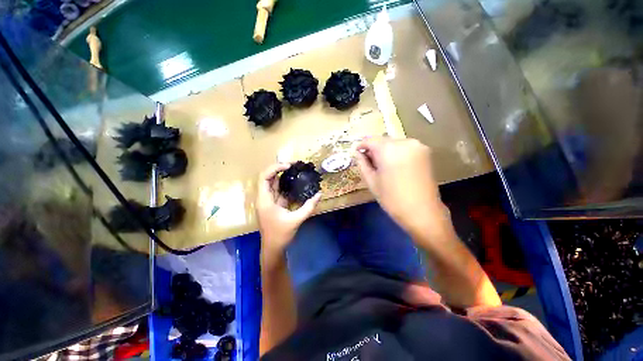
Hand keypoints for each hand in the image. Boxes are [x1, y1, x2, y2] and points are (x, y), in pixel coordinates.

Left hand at [256, 163, 321, 256]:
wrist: (273, 248)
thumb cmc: (281, 234)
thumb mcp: (296, 220)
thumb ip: (309, 207)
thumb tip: (320, 194)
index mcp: (265, 200)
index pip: (265, 177)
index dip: (275, 168)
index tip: (288, 166)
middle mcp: (264, 198)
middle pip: (268, 178)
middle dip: (279, 169)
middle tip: (294, 165)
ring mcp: (269, 201)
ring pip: (273, 184)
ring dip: (283, 176)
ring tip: (295, 170)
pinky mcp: (274, 204)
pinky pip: (279, 191)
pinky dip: (286, 185)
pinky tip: (295, 182)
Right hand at [356, 137, 444, 234]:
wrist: (422, 212)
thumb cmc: (392, 198)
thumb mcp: (372, 181)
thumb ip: (362, 164)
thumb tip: (357, 153)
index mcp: (389, 149)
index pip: (370, 140)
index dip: (361, 145)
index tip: (357, 153)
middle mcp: (404, 142)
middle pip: (383, 140)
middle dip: (374, 149)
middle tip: (369, 162)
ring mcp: (417, 146)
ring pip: (394, 143)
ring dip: (385, 151)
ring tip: (382, 166)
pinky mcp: (425, 152)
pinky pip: (405, 147)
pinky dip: (396, 153)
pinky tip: (395, 166)